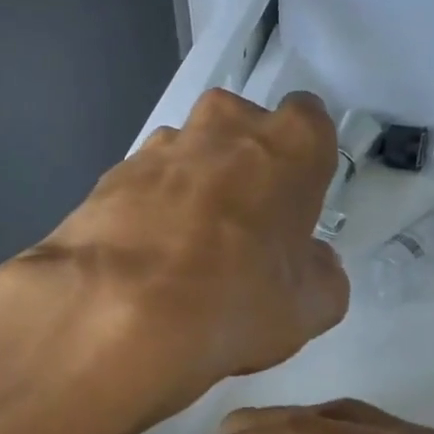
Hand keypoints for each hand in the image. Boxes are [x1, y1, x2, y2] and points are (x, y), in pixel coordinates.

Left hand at [15, 89, 348, 411]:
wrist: (118, 313)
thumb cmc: (235, 299)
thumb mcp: (309, 307)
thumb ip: (322, 273)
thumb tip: (311, 262)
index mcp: (288, 145)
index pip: (310, 121)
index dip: (303, 161)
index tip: (294, 201)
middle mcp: (225, 127)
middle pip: (244, 128)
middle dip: (246, 165)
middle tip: (243, 226)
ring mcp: (161, 146)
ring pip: (190, 153)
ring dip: (194, 185)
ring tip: (184, 250)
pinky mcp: (111, 173)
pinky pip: (145, 183)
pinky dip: (150, 209)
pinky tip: (145, 258)